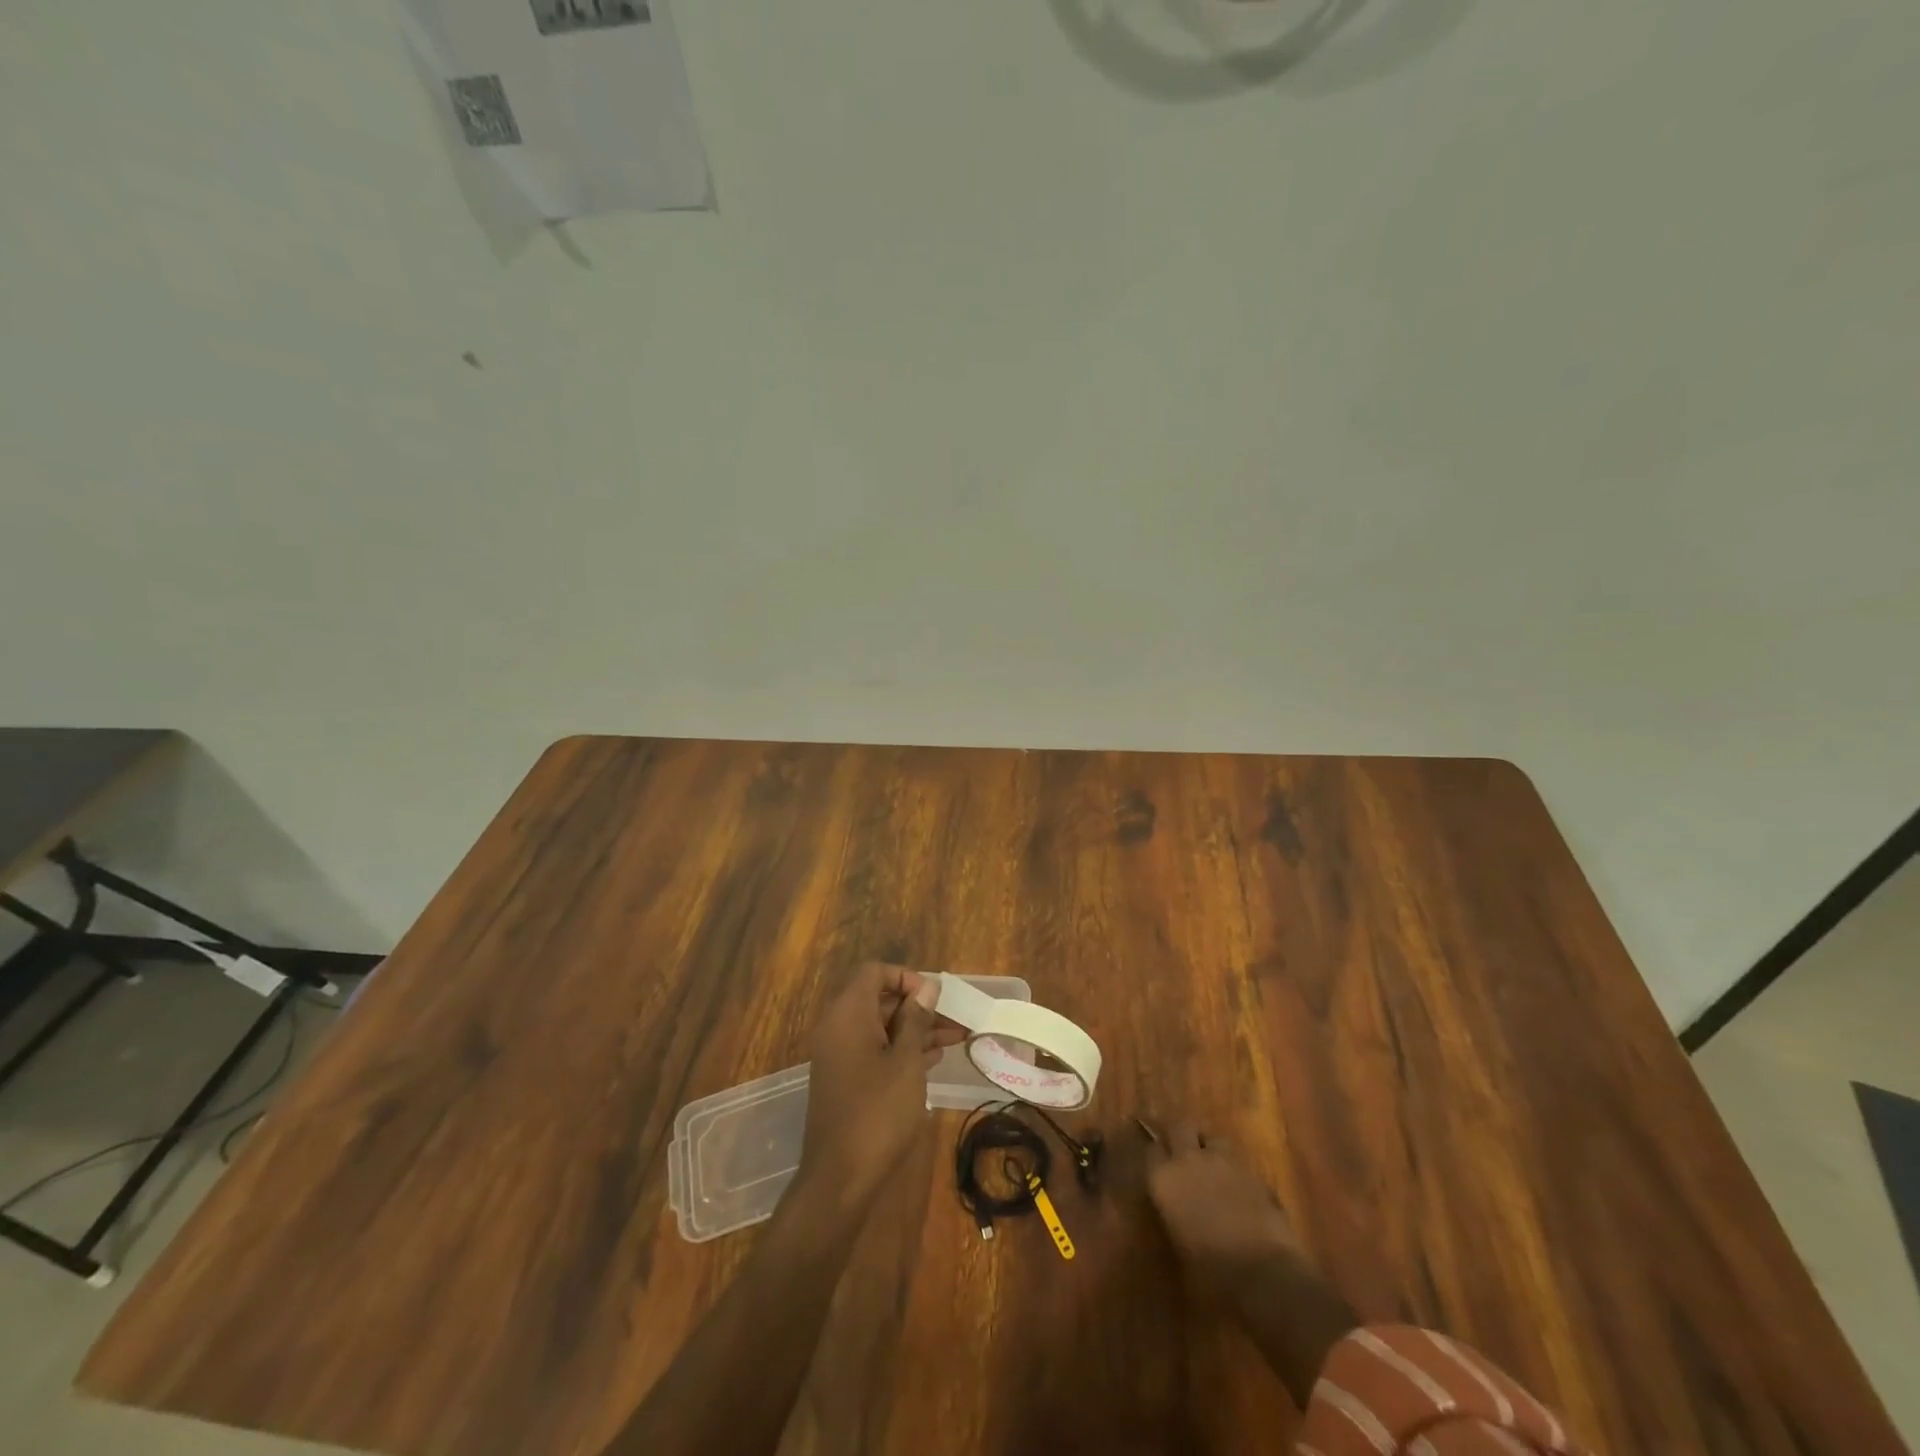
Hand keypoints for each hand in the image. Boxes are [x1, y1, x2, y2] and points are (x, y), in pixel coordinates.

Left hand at [797, 963, 964, 1207]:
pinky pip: (874, 1050)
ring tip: (956, 1038)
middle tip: (955, 1020)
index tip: (934, 999)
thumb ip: (916, 1020)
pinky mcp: (845, 1080)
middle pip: (880, 1000)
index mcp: (848, 1014)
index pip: (875, 973)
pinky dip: (901, 1049)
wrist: (839, 1179)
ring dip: (915, 1029)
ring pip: (880, 1028)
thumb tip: (927, 988)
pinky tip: (933, 1058)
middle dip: (918, 1006)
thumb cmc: (877, 1112)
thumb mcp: (906, 1062)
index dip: (906, 978)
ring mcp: (839, 1056)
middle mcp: (838, 1027)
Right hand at [1146, 1124, 1304, 1288]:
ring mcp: (1222, 1161)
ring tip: (1212, 1166)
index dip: (1157, 1156)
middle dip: (1180, 1135)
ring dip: (1210, 1147)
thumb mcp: (1179, 1246)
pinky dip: (1233, 1168)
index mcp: (1164, 1178)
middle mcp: (1188, 1159)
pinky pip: (1237, 1159)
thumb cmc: (1212, 1272)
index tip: (1160, 1165)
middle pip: (1179, 1126)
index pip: (1152, 1150)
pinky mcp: (1252, 1171)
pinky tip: (1237, 1187)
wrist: (1264, 1273)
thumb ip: (1173, 1215)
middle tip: (1183, 1152)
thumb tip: (1176, 1210)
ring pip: (1211, 1137)